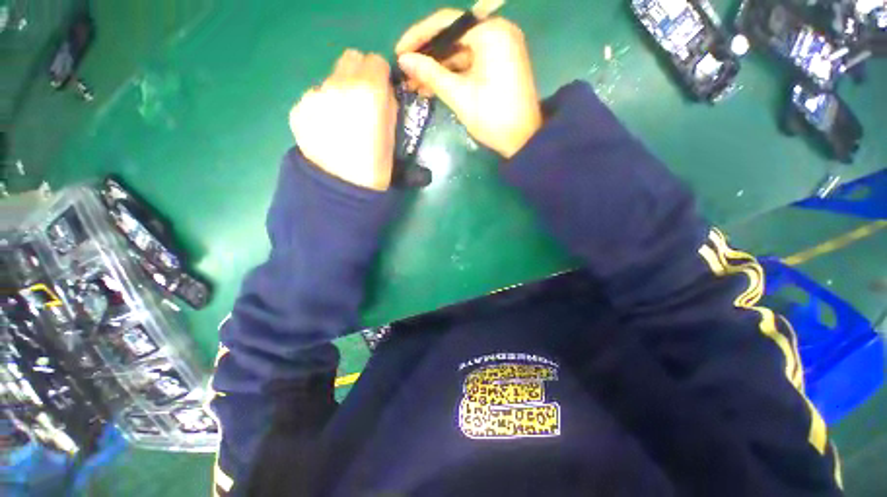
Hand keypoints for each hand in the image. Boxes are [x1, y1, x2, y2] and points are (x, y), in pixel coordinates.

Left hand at [289, 50, 396, 190]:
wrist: (340, 189)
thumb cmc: (376, 168)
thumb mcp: (393, 137)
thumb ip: (388, 107)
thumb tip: (382, 93)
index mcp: (369, 92)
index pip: (376, 61)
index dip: (380, 76)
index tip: (382, 92)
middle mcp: (340, 84)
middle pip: (350, 59)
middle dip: (359, 75)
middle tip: (362, 102)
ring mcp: (315, 95)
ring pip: (331, 79)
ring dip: (338, 93)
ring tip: (341, 125)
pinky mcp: (299, 108)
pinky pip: (315, 98)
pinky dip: (322, 109)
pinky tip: (326, 133)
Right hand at [396, 10, 542, 158]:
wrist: (522, 141)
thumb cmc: (493, 118)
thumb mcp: (459, 96)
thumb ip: (431, 74)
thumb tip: (403, 60)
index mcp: (491, 33)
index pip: (446, 23)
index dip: (418, 36)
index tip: (399, 52)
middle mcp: (497, 32)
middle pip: (453, 37)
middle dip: (428, 56)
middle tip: (405, 72)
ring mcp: (500, 48)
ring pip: (460, 52)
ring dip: (438, 68)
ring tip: (414, 84)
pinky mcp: (499, 64)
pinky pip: (470, 63)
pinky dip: (452, 74)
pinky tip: (433, 87)